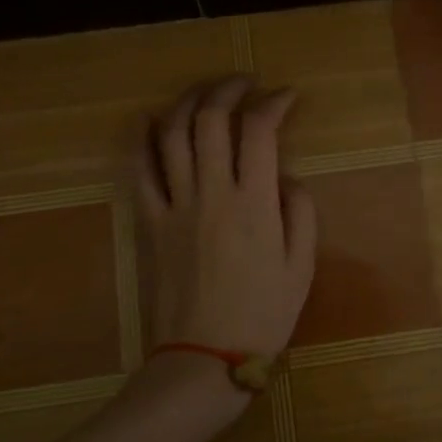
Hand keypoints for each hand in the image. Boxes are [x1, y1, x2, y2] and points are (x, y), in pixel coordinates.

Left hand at [136, 77, 318, 361]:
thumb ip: (301, 212)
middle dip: (228, 89)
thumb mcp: (302, 267)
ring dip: (188, 102)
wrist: (205, 358)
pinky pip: (139, 171)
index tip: (286, 96)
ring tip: (205, 92)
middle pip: (211, 120)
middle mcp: (212, 193)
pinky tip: (147, 118)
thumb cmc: (262, 315)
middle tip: (245, 83)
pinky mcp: (151, 222)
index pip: (260, 132)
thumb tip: (285, 176)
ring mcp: (176, 205)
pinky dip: (140, 139)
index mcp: (254, 204)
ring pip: (172, 135)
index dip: (274, 104)